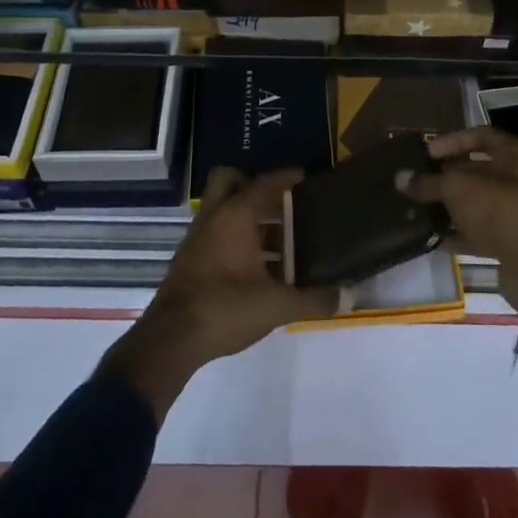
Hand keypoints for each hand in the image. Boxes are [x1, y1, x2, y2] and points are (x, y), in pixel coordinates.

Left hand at [100, 167, 335, 420]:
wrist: (170, 340)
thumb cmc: (225, 309)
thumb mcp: (276, 306)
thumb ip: (313, 299)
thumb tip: (347, 296)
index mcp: (236, 216)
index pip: (264, 183)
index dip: (285, 177)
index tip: (304, 176)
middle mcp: (214, 217)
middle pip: (230, 180)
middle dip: (253, 185)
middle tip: (280, 203)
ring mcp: (197, 238)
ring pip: (222, 209)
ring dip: (247, 217)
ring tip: (278, 241)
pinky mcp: (189, 259)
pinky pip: (215, 232)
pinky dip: (235, 238)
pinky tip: (256, 266)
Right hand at [405, 127, 517, 341]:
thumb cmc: (501, 210)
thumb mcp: (459, 189)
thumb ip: (430, 182)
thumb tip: (401, 178)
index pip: (481, 136)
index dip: (452, 141)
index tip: (426, 154)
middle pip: (479, 169)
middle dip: (447, 175)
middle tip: (417, 180)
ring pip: (478, 202)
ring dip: (450, 205)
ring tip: (418, 207)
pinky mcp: (513, 242)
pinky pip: (480, 231)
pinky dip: (458, 233)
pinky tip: (432, 235)